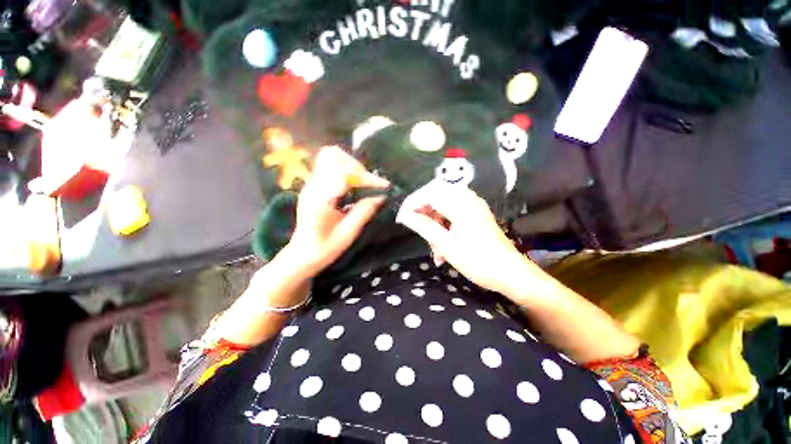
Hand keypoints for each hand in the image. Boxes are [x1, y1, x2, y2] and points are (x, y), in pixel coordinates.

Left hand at [283, 146, 388, 278]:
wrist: (301, 255)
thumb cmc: (324, 249)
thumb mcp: (348, 234)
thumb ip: (364, 212)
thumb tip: (382, 196)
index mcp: (320, 200)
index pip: (343, 174)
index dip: (366, 177)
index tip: (383, 187)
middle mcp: (312, 187)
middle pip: (334, 156)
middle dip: (357, 168)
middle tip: (370, 186)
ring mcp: (310, 184)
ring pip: (329, 156)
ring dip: (350, 165)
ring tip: (362, 183)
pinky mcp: (313, 185)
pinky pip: (328, 164)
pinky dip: (345, 169)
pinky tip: (353, 185)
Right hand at [396, 181, 530, 295]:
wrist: (511, 274)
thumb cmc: (480, 263)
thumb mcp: (448, 246)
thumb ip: (425, 227)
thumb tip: (405, 216)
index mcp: (463, 206)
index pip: (430, 194)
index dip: (412, 203)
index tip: (401, 219)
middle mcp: (468, 200)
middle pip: (436, 193)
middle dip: (422, 209)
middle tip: (414, 226)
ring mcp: (473, 206)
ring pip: (442, 204)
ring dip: (432, 220)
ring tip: (432, 245)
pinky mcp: (474, 214)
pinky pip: (451, 212)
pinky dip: (442, 225)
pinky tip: (441, 245)